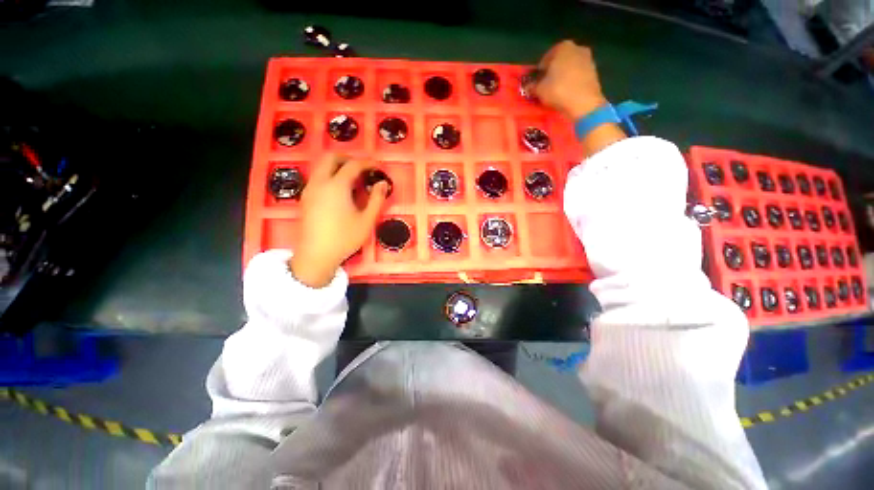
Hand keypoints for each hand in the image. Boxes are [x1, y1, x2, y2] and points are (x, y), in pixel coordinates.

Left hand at [289, 155, 388, 287]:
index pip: (352, 165)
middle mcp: (320, 183)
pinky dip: (330, 175)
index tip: (377, 167)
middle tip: (362, 169)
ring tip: (353, 180)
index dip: (367, 163)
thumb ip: (376, 199)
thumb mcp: (367, 220)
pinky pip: (318, 177)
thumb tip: (382, 184)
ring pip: (321, 166)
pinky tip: (340, 191)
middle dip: (348, 158)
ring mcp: (310, 189)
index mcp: (336, 186)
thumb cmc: (344, 238)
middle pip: (331, 158)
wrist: (316, 255)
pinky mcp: (305, 198)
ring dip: (337, 166)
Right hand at [529, 40, 607, 119]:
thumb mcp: (539, 90)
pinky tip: (567, 93)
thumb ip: (532, 86)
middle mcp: (577, 48)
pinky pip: (577, 76)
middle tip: (545, 87)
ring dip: (563, 77)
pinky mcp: (594, 71)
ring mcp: (588, 59)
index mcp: (562, 47)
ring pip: (569, 68)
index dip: (539, 72)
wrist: (584, 102)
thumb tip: (528, 87)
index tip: (536, 83)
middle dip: (552, 72)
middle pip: (559, 61)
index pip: (545, 59)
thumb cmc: (558, 90)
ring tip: (556, 91)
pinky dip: (572, 82)